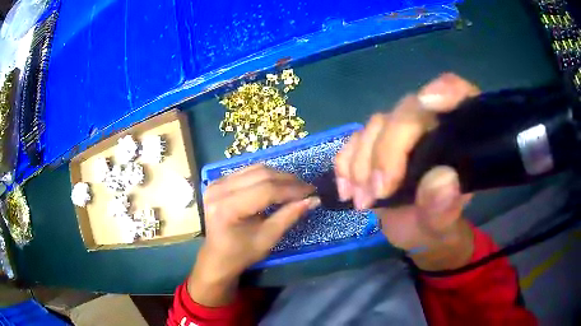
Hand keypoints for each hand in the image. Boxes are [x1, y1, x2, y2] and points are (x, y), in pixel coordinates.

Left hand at [189, 165, 319, 305]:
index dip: (292, 189)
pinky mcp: (218, 181)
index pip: (265, 190)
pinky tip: (278, 184)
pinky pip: (247, 171)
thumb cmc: (242, 253)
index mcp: (227, 208)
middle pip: (261, 175)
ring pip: (255, 169)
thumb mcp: (268, 238)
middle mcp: (218, 190)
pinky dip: (266, 175)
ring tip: (295, 186)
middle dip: (288, 180)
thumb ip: (289, 216)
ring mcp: (216, 183)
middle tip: (307, 188)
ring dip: (279, 175)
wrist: (217, 256)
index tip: (312, 191)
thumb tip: (313, 199)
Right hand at [335, 73, 479, 270]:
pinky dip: (345, 163)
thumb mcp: (443, 225)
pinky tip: (347, 190)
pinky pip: (354, 141)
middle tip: (378, 192)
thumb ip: (446, 208)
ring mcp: (401, 133)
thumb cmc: (436, 227)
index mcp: (459, 137)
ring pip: (377, 125)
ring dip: (363, 162)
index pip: (460, 94)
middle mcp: (431, 125)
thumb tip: (442, 180)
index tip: (428, 103)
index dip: (446, 90)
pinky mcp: (376, 145)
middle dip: (388, 150)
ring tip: (364, 201)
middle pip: (407, 111)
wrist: (415, 232)